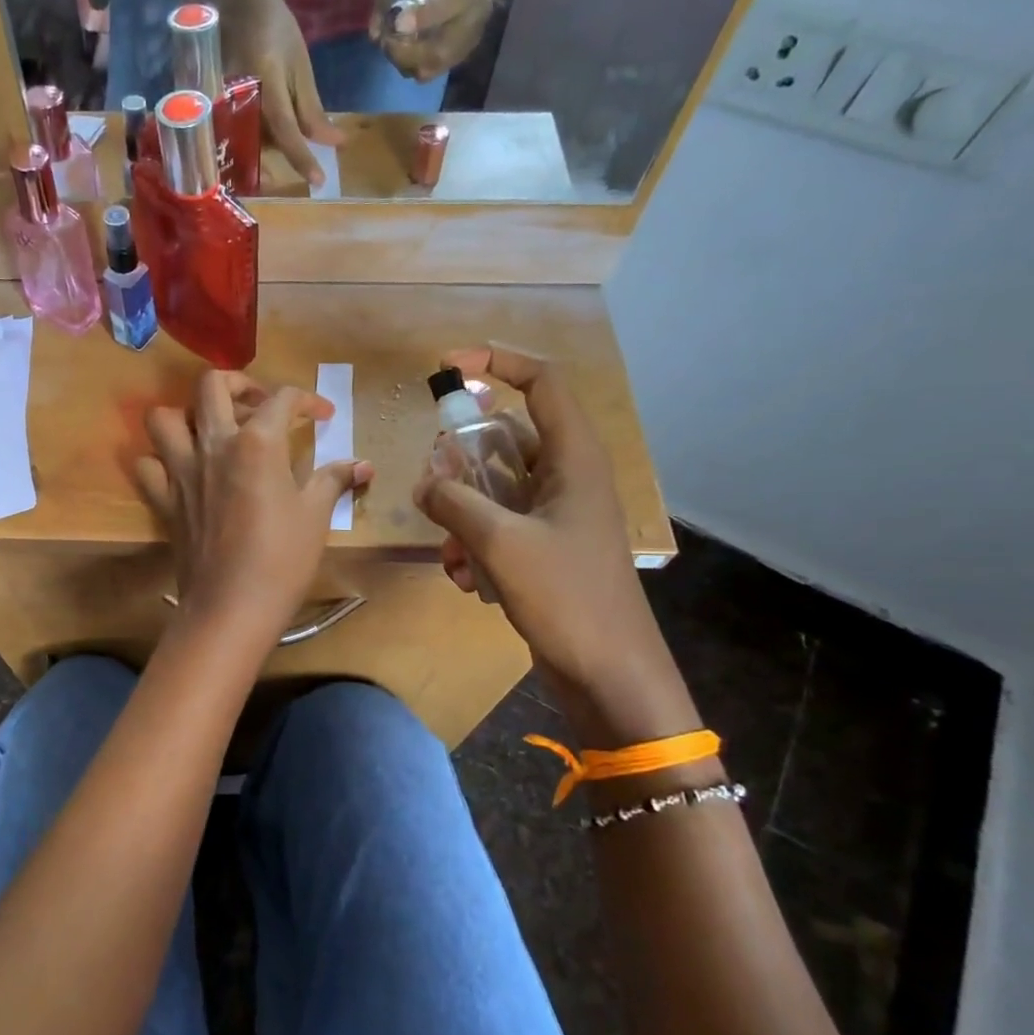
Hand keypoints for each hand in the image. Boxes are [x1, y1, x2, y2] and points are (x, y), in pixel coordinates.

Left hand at [137, 372, 372, 644]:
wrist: (231, 607)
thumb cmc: (282, 560)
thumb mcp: (315, 516)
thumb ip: (335, 480)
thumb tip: (363, 465)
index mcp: (257, 442)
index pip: (282, 398)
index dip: (307, 400)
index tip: (322, 416)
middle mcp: (213, 445)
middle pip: (212, 385)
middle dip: (239, 383)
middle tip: (259, 406)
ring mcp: (181, 471)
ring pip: (165, 417)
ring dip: (188, 414)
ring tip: (213, 430)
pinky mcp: (164, 499)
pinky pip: (147, 465)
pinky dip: (160, 459)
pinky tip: (182, 469)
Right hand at [216, 0, 342, 185]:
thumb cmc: (272, 25)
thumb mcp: (299, 62)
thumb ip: (311, 107)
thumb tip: (332, 142)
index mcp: (266, 79)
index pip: (285, 128)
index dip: (301, 157)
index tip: (318, 182)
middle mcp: (239, 94)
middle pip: (262, 143)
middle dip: (282, 160)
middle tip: (303, 168)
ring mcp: (220, 101)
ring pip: (246, 142)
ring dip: (266, 153)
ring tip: (282, 151)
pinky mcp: (212, 105)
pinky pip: (234, 133)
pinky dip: (252, 141)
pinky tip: (262, 140)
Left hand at [369, 0, 494, 81]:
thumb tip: (375, 34)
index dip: (427, 15)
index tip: (398, 23)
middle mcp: (478, 9)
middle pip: (443, 47)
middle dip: (407, 52)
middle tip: (386, 41)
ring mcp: (473, 34)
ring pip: (436, 65)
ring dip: (407, 62)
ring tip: (392, 46)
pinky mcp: (464, 51)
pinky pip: (435, 70)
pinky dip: (415, 66)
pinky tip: (404, 50)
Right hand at [412, 346, 692, 734]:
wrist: (608, 672)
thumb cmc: (567, 597)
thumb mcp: (500, 543)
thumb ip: (455, 502)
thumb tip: (425, 482)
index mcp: (574, 459)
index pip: (541, 382)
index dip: (497, 362)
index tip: (448, 366)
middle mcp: (567, 477)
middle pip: (506, 437)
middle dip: (462, 458)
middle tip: (434, 483)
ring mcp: (556, 515)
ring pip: (495, 486)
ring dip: (462, 511)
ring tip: (450, 552)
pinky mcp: (545, 548)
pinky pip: (498, 524)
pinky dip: (473, 543)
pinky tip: (464, 579)